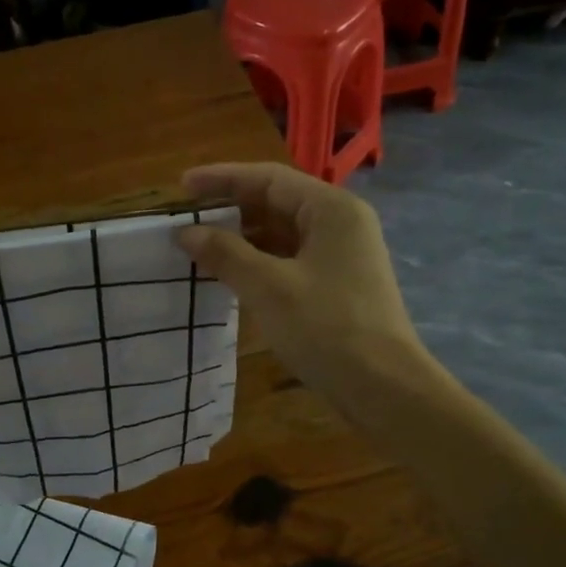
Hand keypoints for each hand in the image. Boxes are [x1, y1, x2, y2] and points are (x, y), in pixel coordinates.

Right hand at [176, 163, 425, 405]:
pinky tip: (229, 275)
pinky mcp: (337, 284)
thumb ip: (226, 254)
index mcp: (331, 210)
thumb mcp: (269, 288)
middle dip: (230, 210)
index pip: (269, 179)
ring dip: (242, 239)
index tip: (181, 187)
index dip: (222, 179)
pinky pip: (290, 259)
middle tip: (186, 220)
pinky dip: (258, 262)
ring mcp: (341, 255)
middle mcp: (340, 223)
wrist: (383, 388)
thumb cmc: (327, 329)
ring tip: (199, 248)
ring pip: (282, 234)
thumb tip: (185, 232)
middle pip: (277, 202)